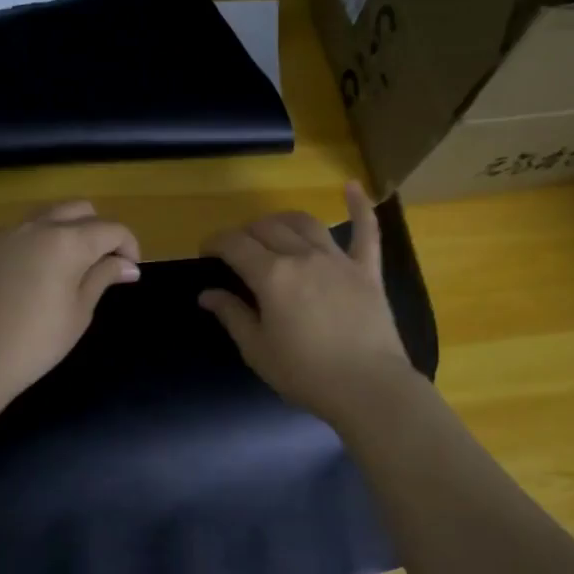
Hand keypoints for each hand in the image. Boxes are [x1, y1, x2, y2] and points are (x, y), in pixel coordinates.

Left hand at [0, 200, 140, 401]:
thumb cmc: (38, 340)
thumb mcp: (80, 311)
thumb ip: (103, 277)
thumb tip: (127, 265)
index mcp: (68, 241)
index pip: (111, 229)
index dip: (129, 245)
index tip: (130, 270)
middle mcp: (38, 226)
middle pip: (80, 209)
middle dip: (99, 229)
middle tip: (103, 262)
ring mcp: (7, 233)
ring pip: (47, 215)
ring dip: (67, 229)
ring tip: (70, 264)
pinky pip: (20, 231)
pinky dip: (38, 240)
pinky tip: (35, 272)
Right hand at [198, 181, 415, 426]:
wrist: (368, 387)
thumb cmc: (305, 373)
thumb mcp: (257, 350)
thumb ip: (232, 315)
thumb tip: (207, 294)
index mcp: (271, 276)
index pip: (234, 244)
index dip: (214, 242)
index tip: (205, 252)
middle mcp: (302, 256)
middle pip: (266, 228)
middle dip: (244, 233)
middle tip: (237, 251)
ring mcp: (338, 260)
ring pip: (305, 223)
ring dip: (282, 220)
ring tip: (271, 229)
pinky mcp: (367, 270)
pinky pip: (366, 231)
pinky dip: (359, 206)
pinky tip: (352, 186)